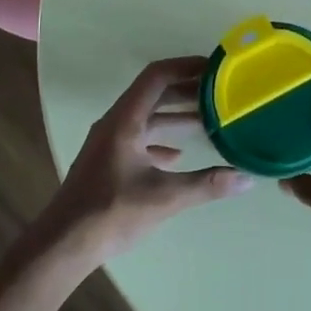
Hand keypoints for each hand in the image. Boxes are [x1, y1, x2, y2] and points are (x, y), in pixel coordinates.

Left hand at [42, 56, 251, 271]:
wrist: (63, 244)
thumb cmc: (111, 213)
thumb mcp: (165, 198)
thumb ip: (207, 185)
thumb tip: (247, 178)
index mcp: (125, 120)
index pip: (157, 76)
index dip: (185, 66)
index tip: (214, 68)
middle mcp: (115, 123)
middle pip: (153, 94)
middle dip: (186, 90)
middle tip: (219, 93)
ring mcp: (108, 142)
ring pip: (146, 117)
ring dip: (174, 115)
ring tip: (208, 120)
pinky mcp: (107, 161)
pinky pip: (138, 138)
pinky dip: (160, 139)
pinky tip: (178, 155)